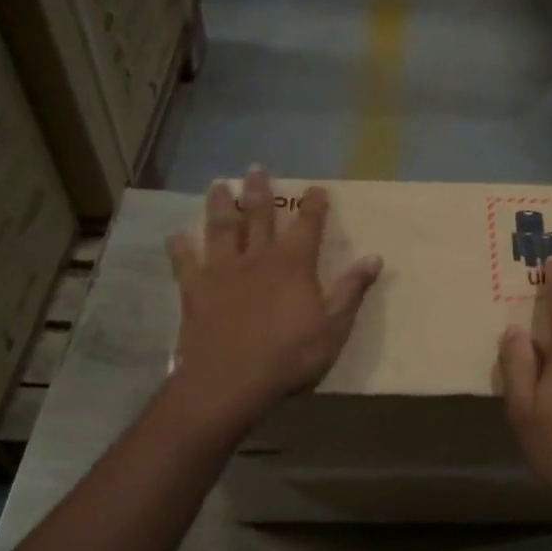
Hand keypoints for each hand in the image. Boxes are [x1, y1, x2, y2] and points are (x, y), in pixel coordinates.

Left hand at [167, 168, 382, 419]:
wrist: (230, 382)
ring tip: (219, 184)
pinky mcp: (195, 290)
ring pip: (222, 228)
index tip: (316, 188)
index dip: (314, 205)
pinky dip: (180, 248)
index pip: (308, 226)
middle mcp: (257, 258)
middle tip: (256, 169)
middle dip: (260, 191)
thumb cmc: (289, 357)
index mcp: (293, 265)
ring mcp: (223, 271)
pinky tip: (176, 236)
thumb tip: (375, 257)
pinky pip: (185, 262)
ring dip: (221, 205)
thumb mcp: (334, 327)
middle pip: (259, 216)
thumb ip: (351, 290)